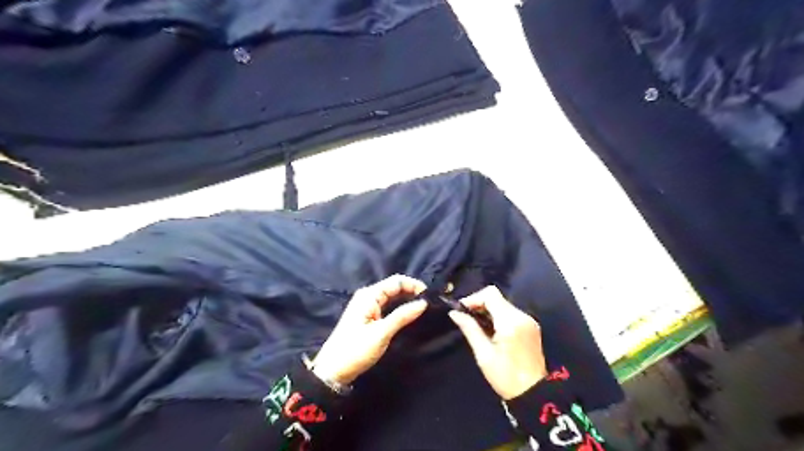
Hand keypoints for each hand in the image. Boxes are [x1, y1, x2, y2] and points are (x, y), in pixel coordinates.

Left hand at [312, 275, 428, 382]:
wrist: (333, 370)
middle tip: (430, 302)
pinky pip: (387, 305)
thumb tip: (424, 302)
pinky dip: (399, 307)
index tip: (431, 296)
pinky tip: (409, 314)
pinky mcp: (367, 316)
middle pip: (394, 287)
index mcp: (369, 295)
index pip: (397, 281)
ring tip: (424, 308)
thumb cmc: (356, 350)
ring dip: (407, 299)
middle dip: (412, 291)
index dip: (414, 285)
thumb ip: (403, 316)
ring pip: (392, 296)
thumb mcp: (382, 333)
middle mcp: (368, 295)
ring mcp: (367, 306)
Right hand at [449, 288, 550, 399]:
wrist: (534, 394)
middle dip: (479, 304)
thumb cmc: (506, 377)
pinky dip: (497, 316)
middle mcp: (522, 316)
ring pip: (503, 304)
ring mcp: (528, 320)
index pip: (490, 294)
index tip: (461, 310)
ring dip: (488, 310)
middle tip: (465, 318)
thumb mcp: (483, 354)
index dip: (473, 298)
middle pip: (497, 298)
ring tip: (475, 325)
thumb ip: (470, 329)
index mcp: (510, 322)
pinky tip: (490, 330)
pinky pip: (510, 313)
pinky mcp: (531, 326)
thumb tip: (454, 313)